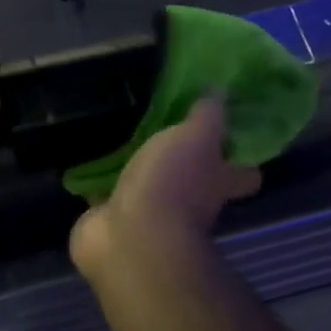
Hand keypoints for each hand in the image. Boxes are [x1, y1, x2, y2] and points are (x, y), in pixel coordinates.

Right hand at [72, 96, 259, 275]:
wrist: (130, 239)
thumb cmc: (172, 184)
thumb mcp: (197, 137)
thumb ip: (208, 115)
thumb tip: (221, 91)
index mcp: (216, 183)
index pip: (244, 175)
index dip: (242, 161)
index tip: (230, 137)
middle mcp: (189, 204)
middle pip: (194, 182)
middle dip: (182, 163)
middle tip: (165, 128)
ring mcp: (149, 216)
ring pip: (148, 188)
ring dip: (137, 171)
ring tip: (121, 138)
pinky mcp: (111, 220)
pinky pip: (106, 197)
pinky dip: (98, 186)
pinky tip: (86, 164)